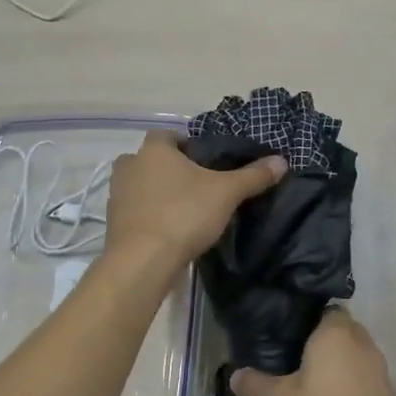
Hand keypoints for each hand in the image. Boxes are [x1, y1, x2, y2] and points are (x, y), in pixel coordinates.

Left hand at [103, 131, 285, 270]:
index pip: (166, 135)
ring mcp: (116, 195)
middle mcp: (130, 166)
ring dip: (155, 193)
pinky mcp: (113, 223)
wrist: (142, 260)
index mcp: (154, 150)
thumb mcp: (226, 193)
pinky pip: (133, 211)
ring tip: (182, 209)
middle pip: (149, 160)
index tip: (203, 160)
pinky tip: (167, 230)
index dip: (185, 144)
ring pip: (138, 185)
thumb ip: (253, 176)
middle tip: (194, 185)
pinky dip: (147, 215)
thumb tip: (282, 161)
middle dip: (167, 169)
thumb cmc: (184, 214)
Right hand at [231, 311, 395, 395]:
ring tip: (303, 386)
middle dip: (317, 344)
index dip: (303, 320)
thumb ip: (254, 384)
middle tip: (286, 361)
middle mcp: (363, 343)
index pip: (323, 309)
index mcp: (337, 332)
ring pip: (351, 358)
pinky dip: (346, 389)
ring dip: (333, 368)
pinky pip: (361, 382)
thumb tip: (235, 374)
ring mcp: (379, 372)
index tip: (281, 335)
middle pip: (338, 333)